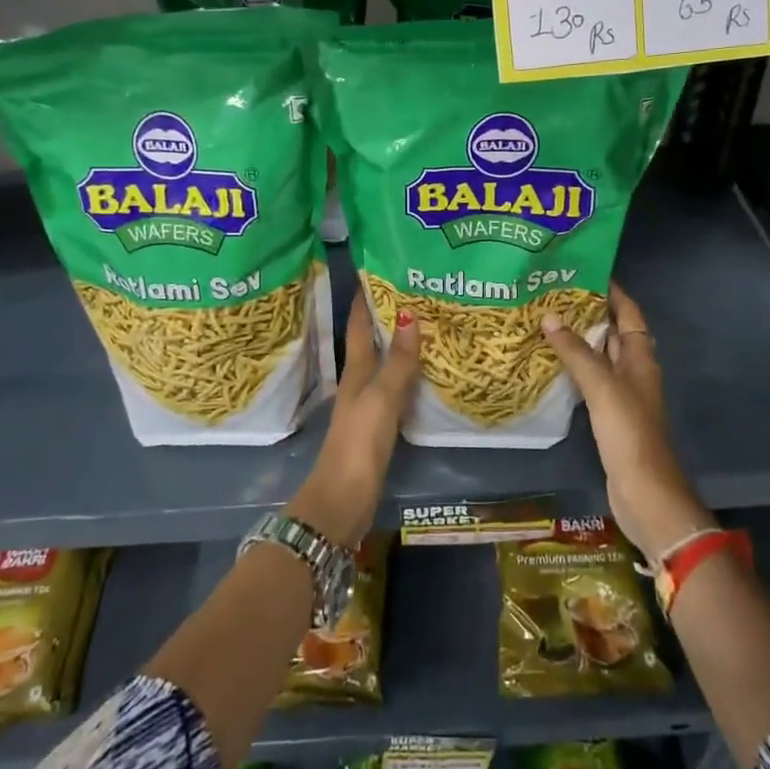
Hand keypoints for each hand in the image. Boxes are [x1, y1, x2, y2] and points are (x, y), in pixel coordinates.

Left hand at [286, 294, 419, 546]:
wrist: (343, 498)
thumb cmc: (359, 442)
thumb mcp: (381, 398)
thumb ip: (398, 361)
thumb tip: (409, 314)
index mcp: (355, 372)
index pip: (360, 326)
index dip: (366, 299)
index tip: (377, 270)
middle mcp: (358, 383)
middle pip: (372, 342)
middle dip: (387, 317)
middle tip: (415, 291)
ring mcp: (366, 405)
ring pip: (383, 364)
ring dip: (398, 345)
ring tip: (426, 324)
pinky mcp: (377, 426)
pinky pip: (395, 389)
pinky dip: (407, 375)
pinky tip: (424, 374)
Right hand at [543, 281, 711, 562]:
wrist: (644, 491)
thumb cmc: (629, 432)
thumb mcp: (602, 386)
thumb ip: (576, 352)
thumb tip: (550, 317)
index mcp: (640, 357)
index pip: (628, 312)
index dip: (611, 290)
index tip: (584, 270)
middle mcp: (634, 369)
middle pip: (612, 331)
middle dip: (587, 311)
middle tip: (551, 293)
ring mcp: (622, 393)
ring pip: (599, 355)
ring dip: (577, 339)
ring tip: (544, 320)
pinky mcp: (608, 414)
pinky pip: (590, 379)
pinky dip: (572, 367)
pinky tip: (548, 363)